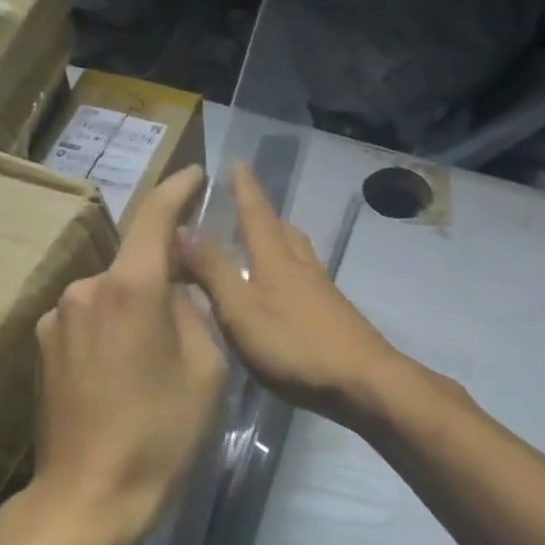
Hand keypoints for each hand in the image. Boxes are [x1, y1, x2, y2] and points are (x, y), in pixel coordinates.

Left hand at [22, 166, 230, 544]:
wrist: (89, 499)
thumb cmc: (161, 434)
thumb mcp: (206, 370)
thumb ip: (193, 313)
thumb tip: (173, 294)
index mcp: (131, 288)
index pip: (156, 218)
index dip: (178, 190)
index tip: (195, 176)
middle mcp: (85, 290)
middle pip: (134, 263)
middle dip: (165, 274)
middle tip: (194, 311)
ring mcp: (56, 320)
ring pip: (111, 295)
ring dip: (138, 308)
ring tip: (159, 358)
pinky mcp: (42, 350)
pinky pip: (90, 321)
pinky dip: (114, 331)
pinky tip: (127, 375)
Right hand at [177, 163, 407, 429]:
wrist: (362, 382)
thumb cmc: (295, 346)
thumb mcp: (241, 310)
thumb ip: (213, 271)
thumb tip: (182, 227)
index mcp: (276, 261)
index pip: (257, 214)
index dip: (245, 188)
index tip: (238, 162)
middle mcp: (303, 268)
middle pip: (284, 232)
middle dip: (263, 217)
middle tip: (244, 211)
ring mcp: (323, 293)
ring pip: (299, 256)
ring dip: (279, 245)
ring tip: (260, 251)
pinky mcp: (334, 317)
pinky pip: (306, 282)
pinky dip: (289, 276)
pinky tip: (282, 298)